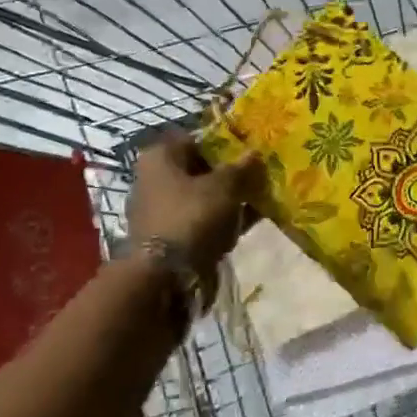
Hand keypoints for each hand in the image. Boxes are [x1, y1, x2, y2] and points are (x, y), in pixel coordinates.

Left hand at [126, 133, 261, 271]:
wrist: (165, 277)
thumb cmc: (191, 217)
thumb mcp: (224, 187)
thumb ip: (241, 168)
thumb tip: (254, 153)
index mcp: (160, 157)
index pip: (197, 139)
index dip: (225, 142)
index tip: (250, 149)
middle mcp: (155, 179)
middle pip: (201, 169)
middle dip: (230, 173)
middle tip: (259, 174)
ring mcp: (161, 211)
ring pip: (204, 196)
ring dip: (230, 198)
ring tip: (261, 198)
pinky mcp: (171, 237)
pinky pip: (203, 220)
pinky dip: (224, 219)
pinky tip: (251, 220)